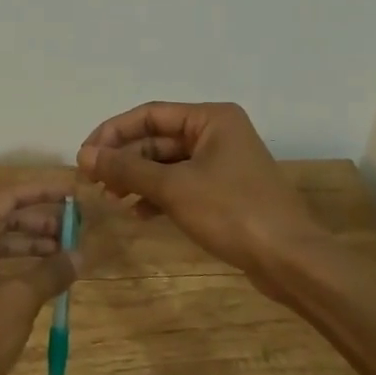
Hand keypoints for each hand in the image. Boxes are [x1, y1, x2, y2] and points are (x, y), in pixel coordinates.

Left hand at [0, 181, 78, 374]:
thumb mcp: (20, 301)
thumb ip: (51, 271)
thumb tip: (81, 254)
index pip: (8, 196)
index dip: (43, 193)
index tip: (74, 192)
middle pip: (3, 214)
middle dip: (40, 218)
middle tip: (76, 224)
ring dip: (31, 241)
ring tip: (67, 248)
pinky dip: (18, 260)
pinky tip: (45, 271)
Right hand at [76, 102, 335, 293]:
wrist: (291, 260)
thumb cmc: (232, 212)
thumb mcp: (173, 187)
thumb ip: (126, 168)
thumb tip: (84, 155)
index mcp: (211, 118)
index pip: (149, 114)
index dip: (112, 132)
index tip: (84, 155)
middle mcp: (217, 133)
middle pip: (157, 138)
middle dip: (124, 159)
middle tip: (94, 181)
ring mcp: (222, 163)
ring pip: (167, 163)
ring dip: (138, 178)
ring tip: (112, 198)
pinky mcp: (224, 191)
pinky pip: (181, 183)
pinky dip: (158, 195)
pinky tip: (139, 214)